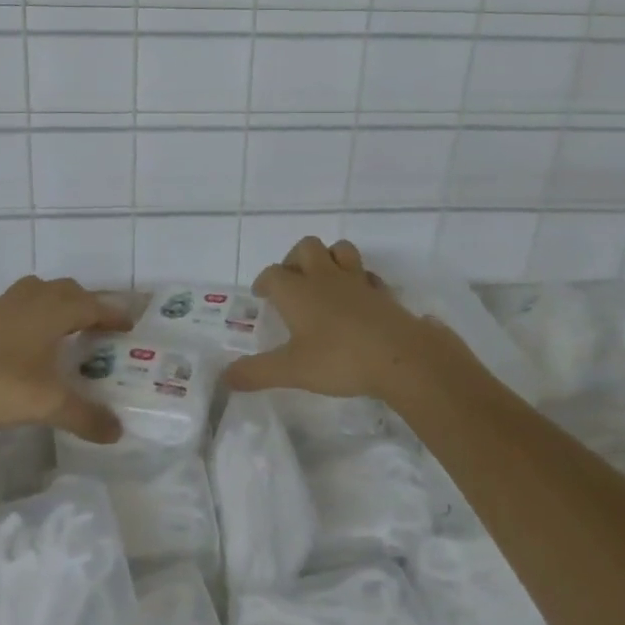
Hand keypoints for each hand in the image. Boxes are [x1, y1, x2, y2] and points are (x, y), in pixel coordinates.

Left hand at [0, 276, 130, 441]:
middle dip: (87, 303)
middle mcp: (31, 300)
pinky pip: (17, 305)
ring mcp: (2, 307)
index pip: (92, 305)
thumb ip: (85, 416)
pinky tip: (25, 339)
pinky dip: (31, 313)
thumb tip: (118, 432)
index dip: (112, 313)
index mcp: (52, 311)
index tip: (129, 324)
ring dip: (57, 302)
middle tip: (99, 326)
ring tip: (64, 326)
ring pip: (39, 291)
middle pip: (67, 290)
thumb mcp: (46, 405)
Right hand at [225, 237, 473, 404]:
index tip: (262, 294)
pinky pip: (368, 275)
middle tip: (293, 282)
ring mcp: (356, 281)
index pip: (273, 274)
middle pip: (306, 247)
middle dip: (295, 259)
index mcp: (297, 291)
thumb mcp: (293, 370)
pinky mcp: (382, 292)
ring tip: (324, 281)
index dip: (264, 282)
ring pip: (340, 250)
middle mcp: (324, 277)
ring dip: (329, 258)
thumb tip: (225, 377)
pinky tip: (358, 299)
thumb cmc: (339, 359)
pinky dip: (360, 280)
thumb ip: (258, 372)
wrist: (399, 356)